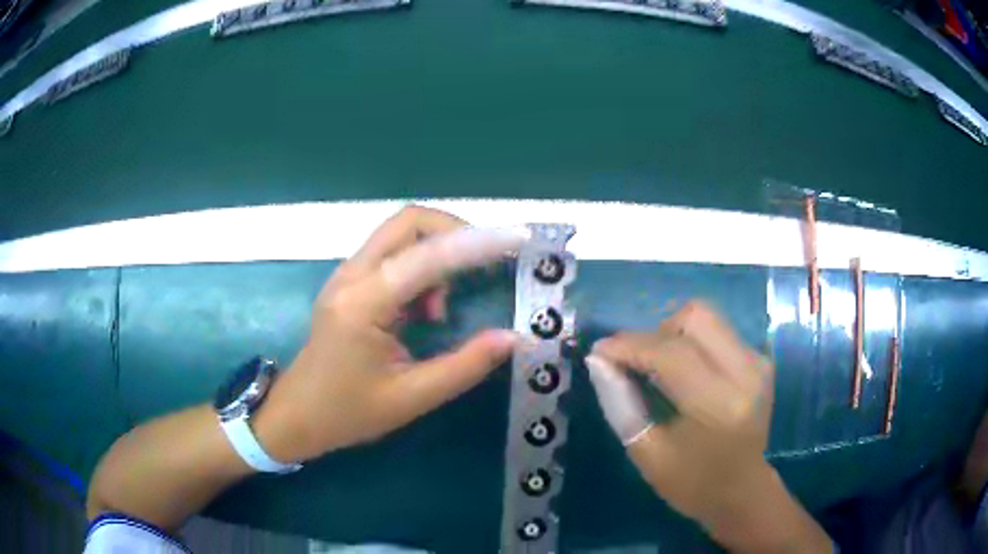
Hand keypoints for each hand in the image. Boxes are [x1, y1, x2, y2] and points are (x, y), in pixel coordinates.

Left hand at [255, 206, 526, 462]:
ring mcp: (346, 274)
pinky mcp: (348, 282)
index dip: (478, 243)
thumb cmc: (348, 412)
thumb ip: (465, 366)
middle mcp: (352, 275)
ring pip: (400, 233)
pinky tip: (423, 309)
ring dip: (436, 251)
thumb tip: (514, 338)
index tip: (517, 238)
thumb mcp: (412, 398)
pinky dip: (420, 265)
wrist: (297, 414)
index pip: (428, 256)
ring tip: (442, 308)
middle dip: (456, 233)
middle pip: (409, 222)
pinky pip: (392, 253)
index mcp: (364, 304)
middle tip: (485, 265)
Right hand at [586, 301, 782, 537]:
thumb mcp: (646, 453)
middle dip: (655, 333)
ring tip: (659, 368)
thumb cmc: (691, 483)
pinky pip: (718, 331)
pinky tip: (684, 372)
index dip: (629, 346)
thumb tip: (599, 360)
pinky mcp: (761, 360)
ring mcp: (758, 363)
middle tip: (637, 363)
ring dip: (673, 335)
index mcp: (719, 406)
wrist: (741, 491)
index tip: (599, 351)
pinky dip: (692, 342)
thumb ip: (620, 404)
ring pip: (706, 317)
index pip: (671, 354)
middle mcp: (746, 374)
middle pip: (694, 317)